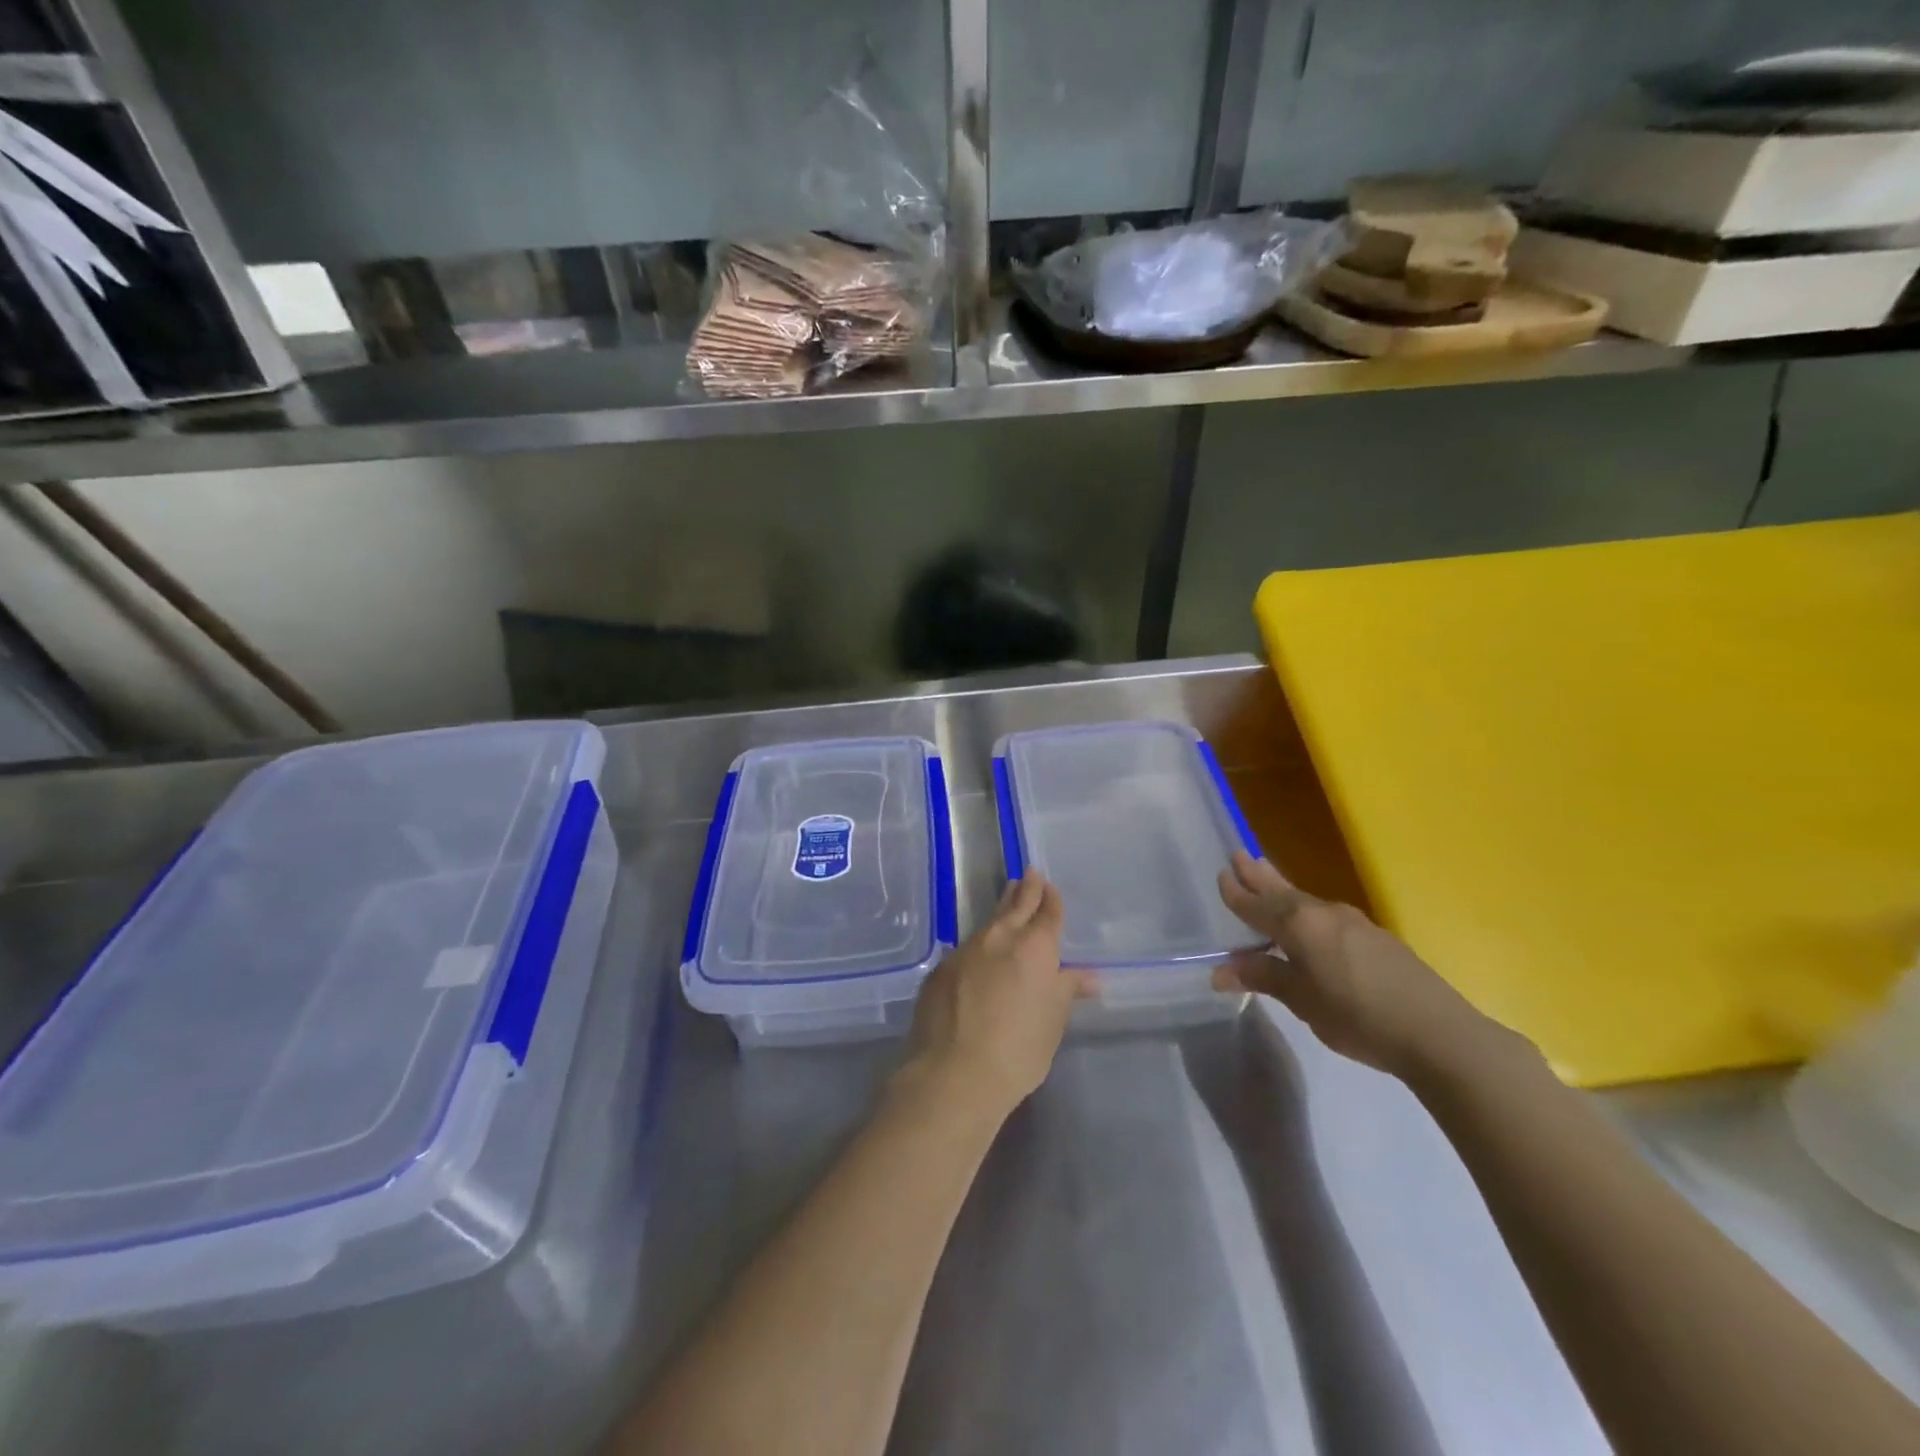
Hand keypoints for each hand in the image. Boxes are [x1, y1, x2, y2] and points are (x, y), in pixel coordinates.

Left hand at [902, 874, 1097, 1120]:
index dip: (1050, 899)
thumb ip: (1066, 991)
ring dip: (1000, 912)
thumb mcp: (1052, 1022)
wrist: (953, 1072)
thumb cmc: (1018, 1051)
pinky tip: (978, 954)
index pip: (1047, 913)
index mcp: (1034, 948)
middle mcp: (999, 938)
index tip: (1048, 886)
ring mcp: (965, 951)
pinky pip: (965, 949)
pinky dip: (977, 946)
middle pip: (1015, 905)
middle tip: (1028, 875)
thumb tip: (1088, 976)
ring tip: (1007, 901)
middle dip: (1024, 890)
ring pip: (988, 923)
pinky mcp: (940, 970)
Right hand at [1213, 850, 1517, 1082]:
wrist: (1438, 1033)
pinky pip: (1326, 915)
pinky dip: (1306, 910)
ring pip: (1306, 900)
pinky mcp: (1376, 937)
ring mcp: (1354, 922)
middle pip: (1282, 891)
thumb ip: (1264, 978)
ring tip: (1267, 878)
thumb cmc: (1358, 1017)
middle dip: (1259, 876)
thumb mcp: (1302, 1001)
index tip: (1221, 874)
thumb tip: (1220, 970)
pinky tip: (1309, 921)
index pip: (1257, 905)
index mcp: (1299, 925)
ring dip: (1282, 889)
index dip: (1237, 893)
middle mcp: (1324, 913)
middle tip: (1239, 855)